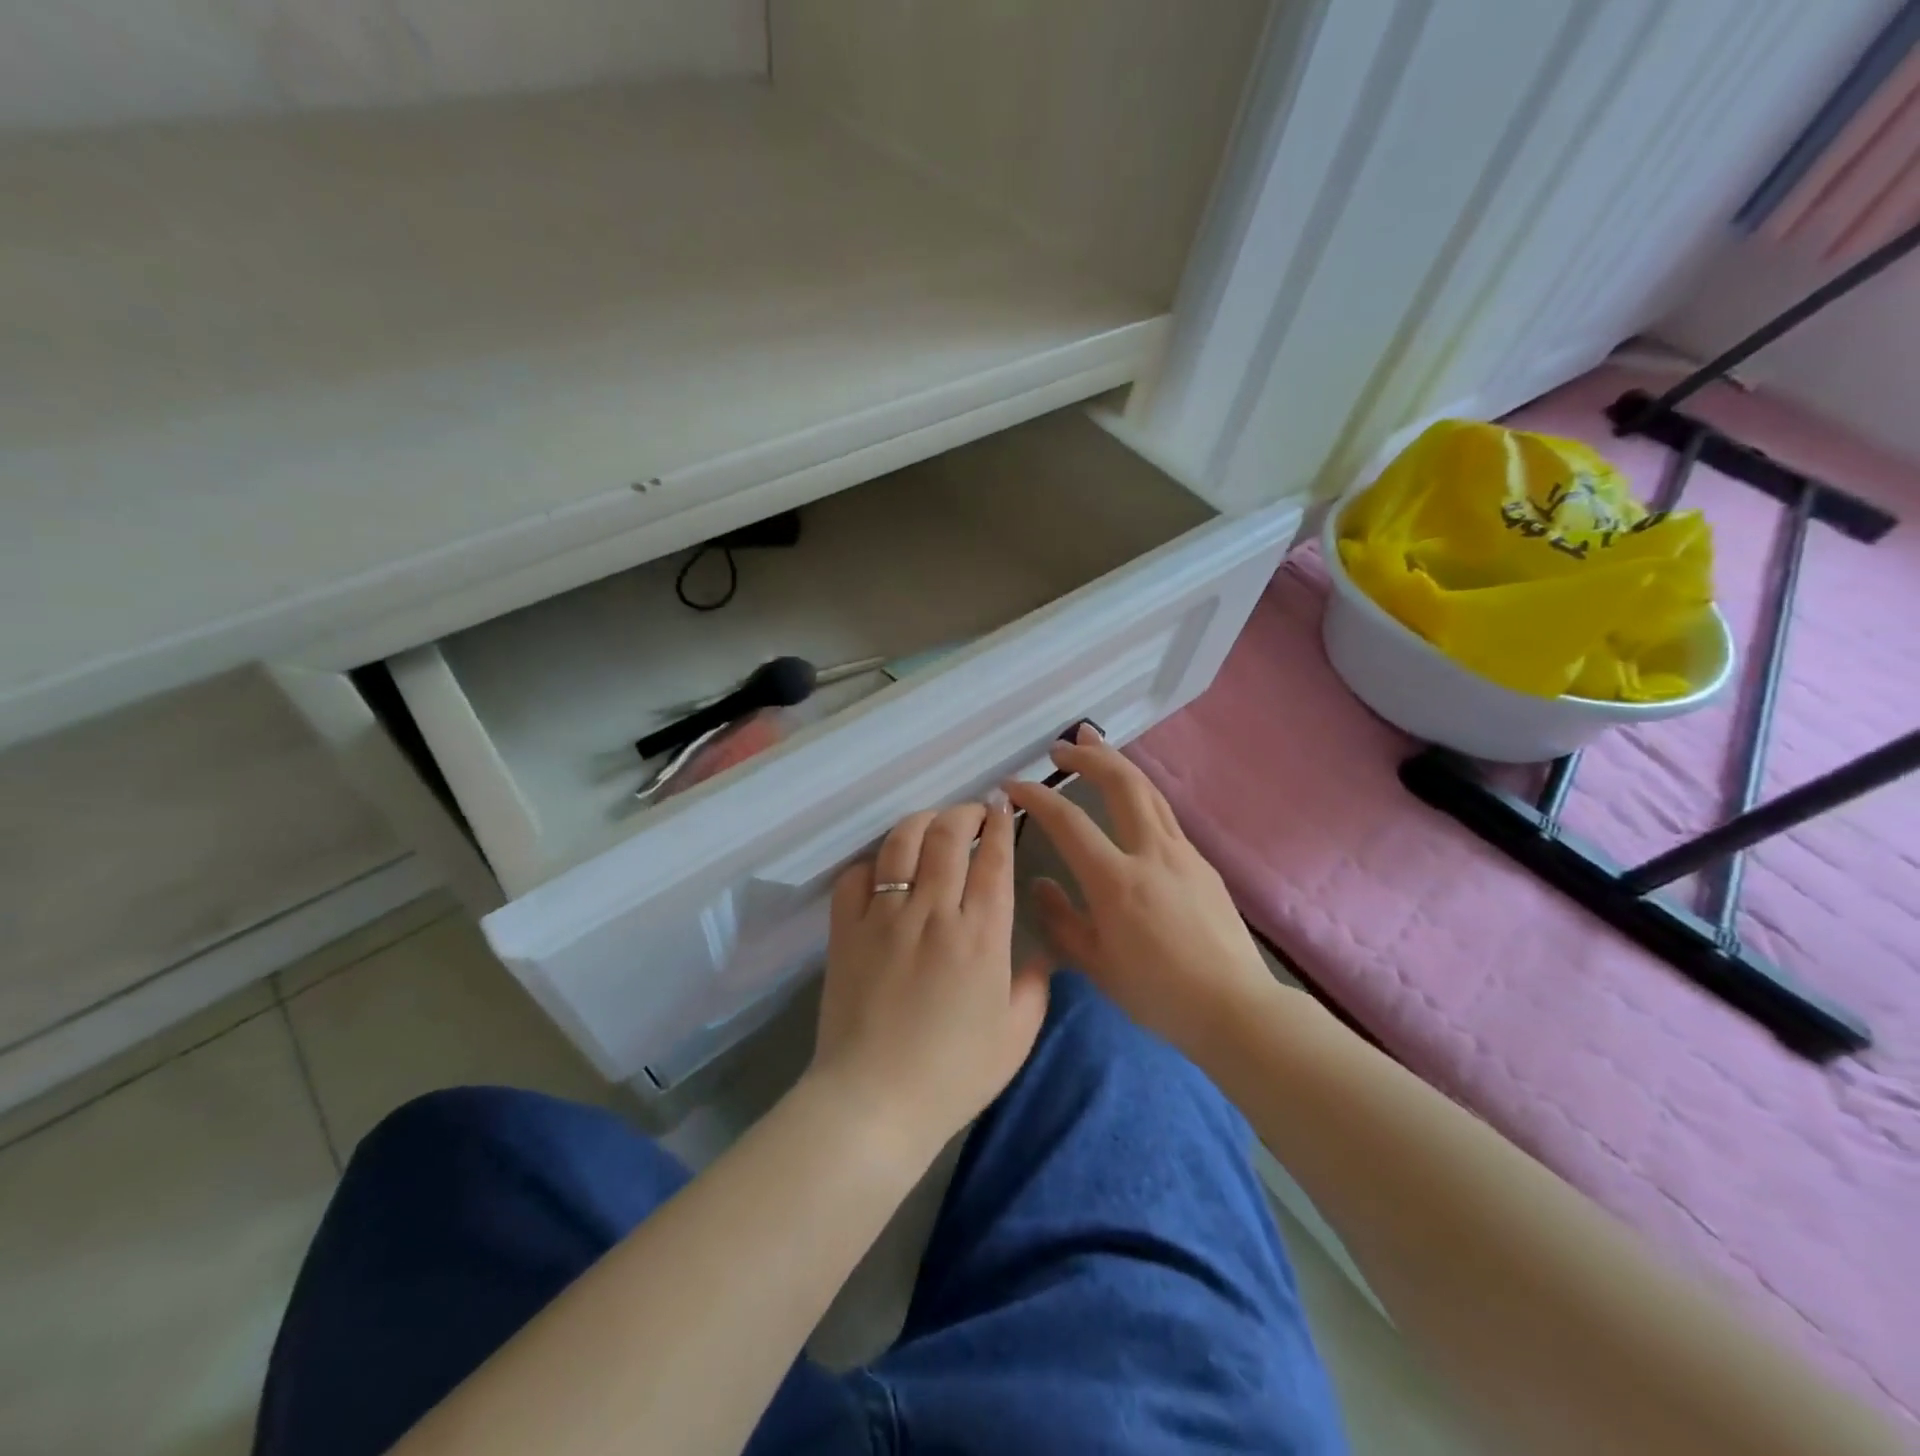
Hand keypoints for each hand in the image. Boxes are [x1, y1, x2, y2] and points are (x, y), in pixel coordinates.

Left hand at [807, 799, 1049, 1161]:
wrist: (875, 1101)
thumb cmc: (954, 1073)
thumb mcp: (1016, 1036)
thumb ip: (1036, 985)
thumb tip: (1042, 951)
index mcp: (981, 934)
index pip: (994, 859)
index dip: (1001, 824)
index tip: (1003, 806)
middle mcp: (933, 911)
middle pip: (947, 836)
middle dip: (964, 813)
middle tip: (973, 814)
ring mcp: (884, 916)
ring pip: (901, 844)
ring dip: (921, 822)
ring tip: (932, 824)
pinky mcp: (845, 930)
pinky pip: (855, 877)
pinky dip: (871, 864)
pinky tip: (883, 870)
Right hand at [1006, 726, 1275, 1057]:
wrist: (1235, 1008)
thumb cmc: (1158, 994)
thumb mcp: (1096, 965)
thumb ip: (1061, 920)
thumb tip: (1039, 883)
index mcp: (1116, 880)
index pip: (1067, 821)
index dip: (1036, 796)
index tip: (1012, 785)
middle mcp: (1151, 853)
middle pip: (1121, 784)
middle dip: (1088, 756)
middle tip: (1060, 746)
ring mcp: (1182, 853)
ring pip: (1148, 790)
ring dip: (1118, 762)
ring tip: (1095, 745)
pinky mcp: (1202, 863)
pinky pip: (1164, 814)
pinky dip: (1139, 792)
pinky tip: (1129, 799)